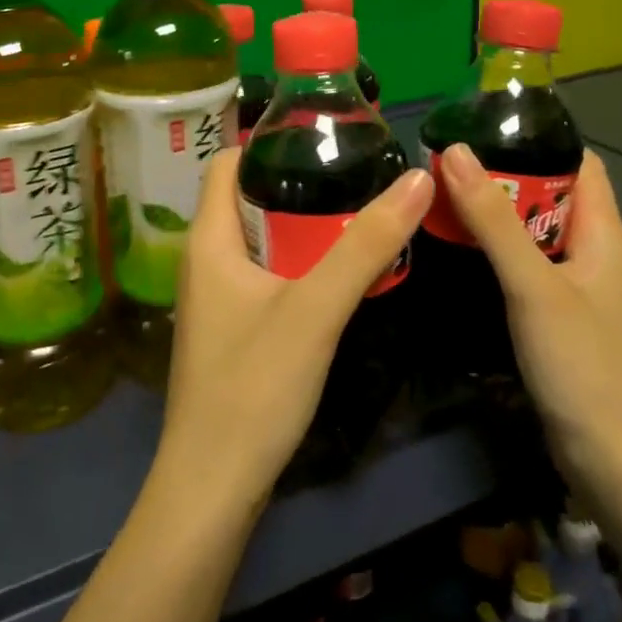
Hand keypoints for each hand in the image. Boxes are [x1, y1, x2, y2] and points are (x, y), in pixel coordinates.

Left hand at [155, 150, 434, 516]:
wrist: (214, 485)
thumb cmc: (254, 386)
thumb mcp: (316, 309)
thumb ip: (366, 244)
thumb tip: (417, 177)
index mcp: (209, 238)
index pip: (229, 162)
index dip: (271, 142)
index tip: (325, 137)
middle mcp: (204, 258)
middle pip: (248, 198)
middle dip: (299, 183)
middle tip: (358, 173)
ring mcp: (215, 296)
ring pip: (260, 240)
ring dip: (302, 226)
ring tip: (358, 211)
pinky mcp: (230, 328)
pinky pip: (264, 274)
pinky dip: (297, 262)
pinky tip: (337, 271)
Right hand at [438, 144, 621, 480]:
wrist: (614, 463)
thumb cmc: (584, 365)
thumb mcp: (533, 285)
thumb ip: (493, 219)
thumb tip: (456, 150)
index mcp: (601, 233)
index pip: (577, 162)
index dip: (536, 137)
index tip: (479, 123)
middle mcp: (589, 252)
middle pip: (546, 195)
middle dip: (499, 174)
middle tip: (440, 160)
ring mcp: (571, 287)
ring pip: (528, 233)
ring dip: (490, 214)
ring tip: (436, 195)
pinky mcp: (553, 316)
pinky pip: (520, 266)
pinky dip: (490, 251)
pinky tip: (453, 251)